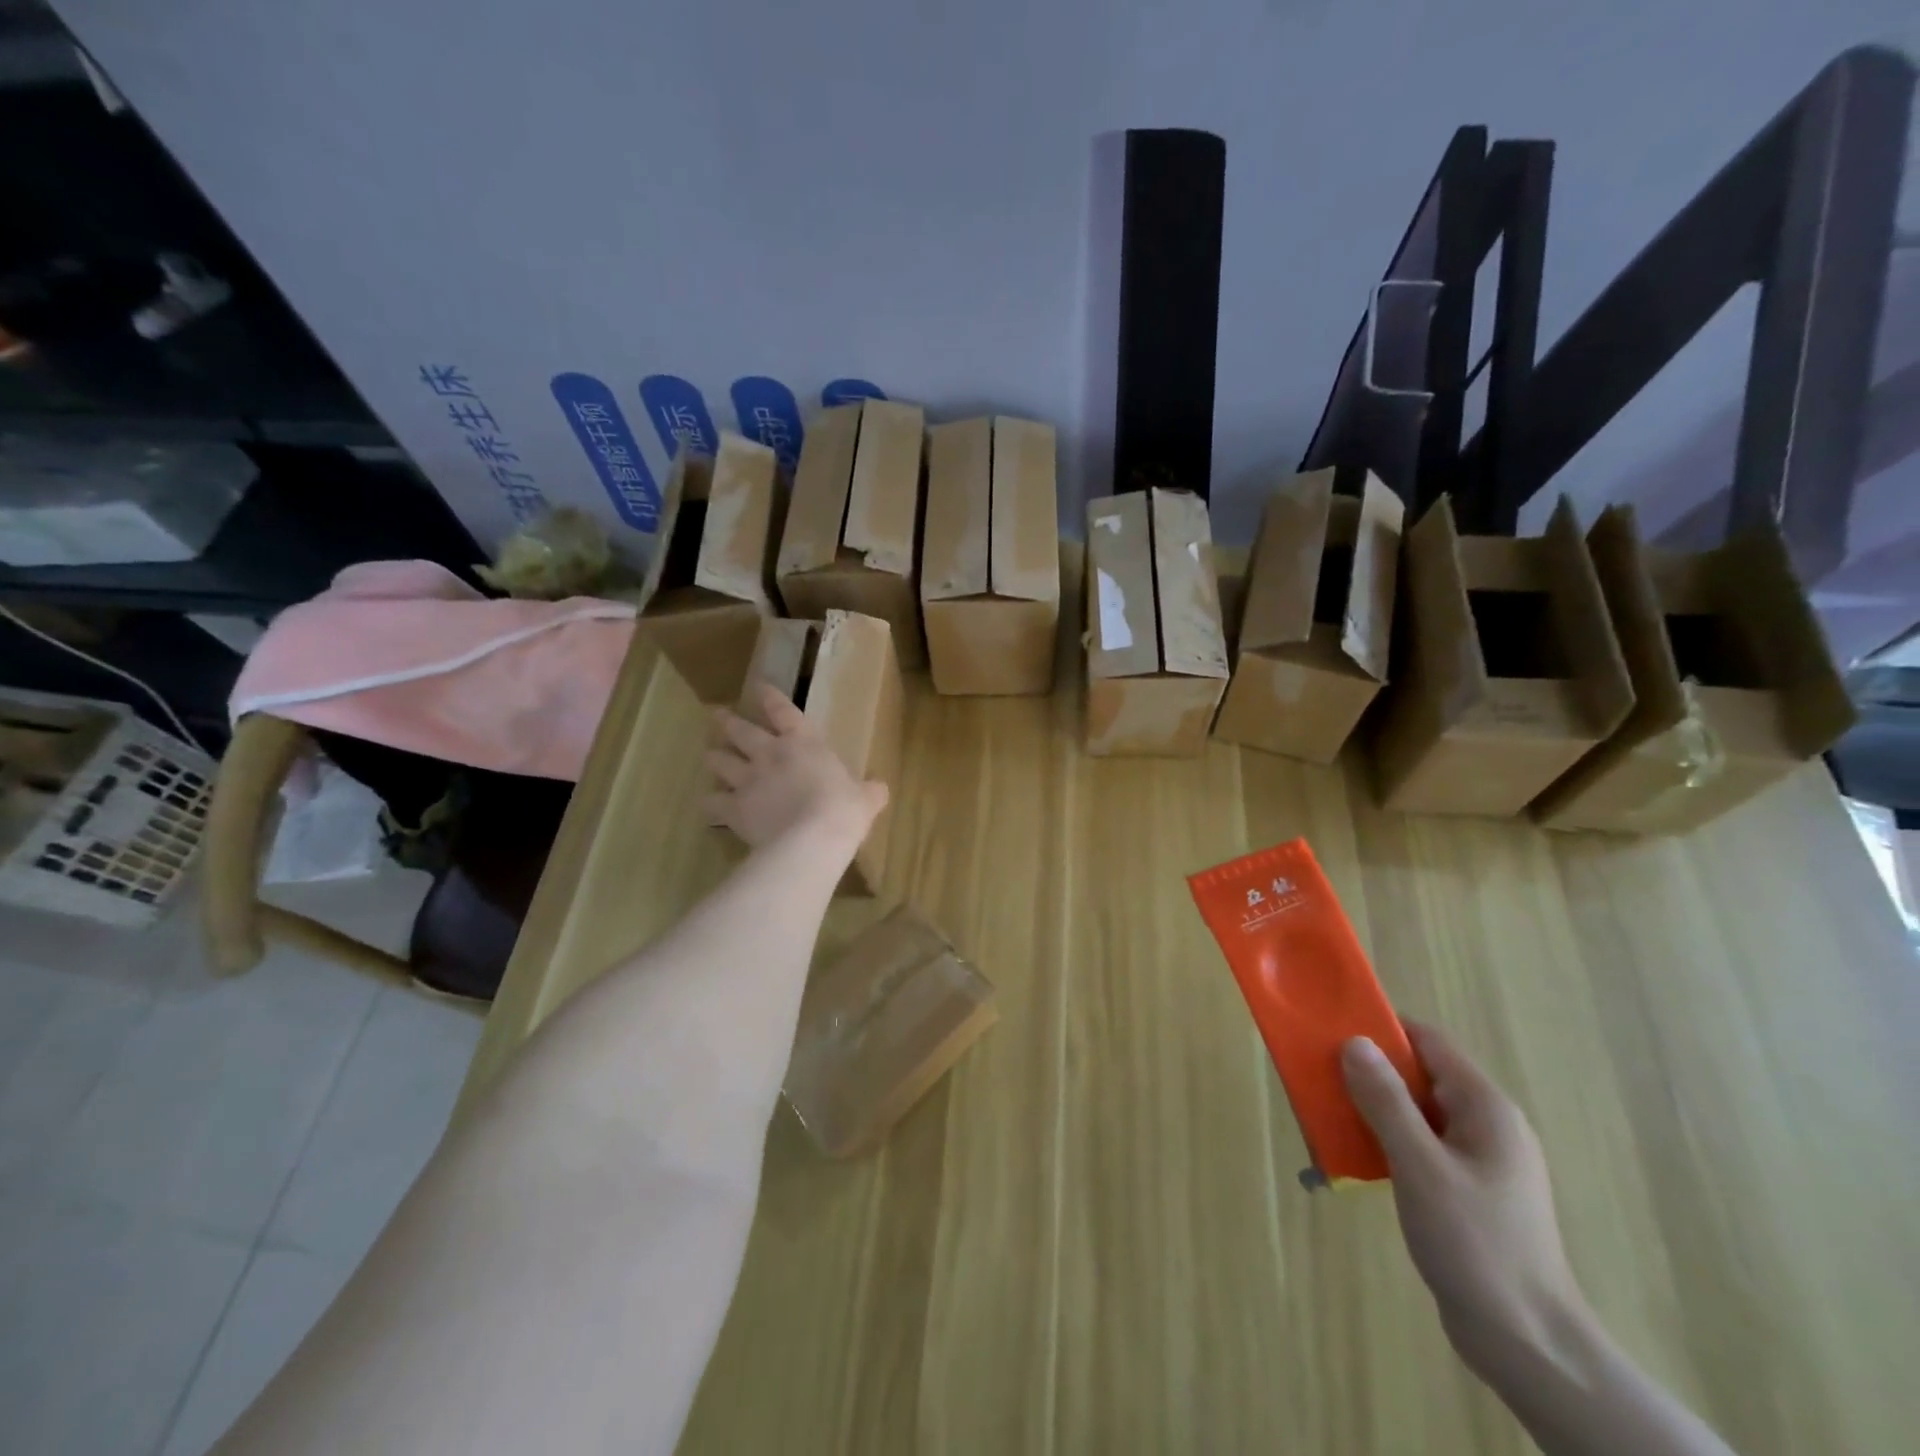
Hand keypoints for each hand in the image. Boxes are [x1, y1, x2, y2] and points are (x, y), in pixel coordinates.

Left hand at [704, 684, 887, 854]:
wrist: (813, 839)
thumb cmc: (844, 810)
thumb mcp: (865, 798)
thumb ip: (869, 791)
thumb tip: (879, 789)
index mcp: (803, 743)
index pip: (782, 710)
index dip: (769, 697)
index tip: (758, 686)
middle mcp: (770, 754)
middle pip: (740, 730)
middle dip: (727, 721)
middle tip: (717, 715)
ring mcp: (747, 780)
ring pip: (719, 761)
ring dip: (714, 757)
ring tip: (710, 756)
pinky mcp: (733, 808)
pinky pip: (712, 802)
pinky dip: (710, 803)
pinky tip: (710, 806)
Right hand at [1341, 1023, 1586, 1368]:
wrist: (1528, 1344)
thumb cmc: (1475, 1243)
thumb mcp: (1419, 1165)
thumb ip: (1385, 1100)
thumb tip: (1354, 1042)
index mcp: (1485, 1108)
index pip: (1428, 1042)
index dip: (1381, 1029)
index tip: (1331, 1029)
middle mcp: (1487, 1124)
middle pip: (1419, 1075)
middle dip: (1369, 1071)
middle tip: (1319, 1075)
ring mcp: (1479, 1159)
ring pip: (1416, 1112)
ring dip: (1373, 1108)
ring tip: (1328, 1116)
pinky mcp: (1468, 1189)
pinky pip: (1420, 1144)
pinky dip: (1387, 1141)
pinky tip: (1357, 1158)